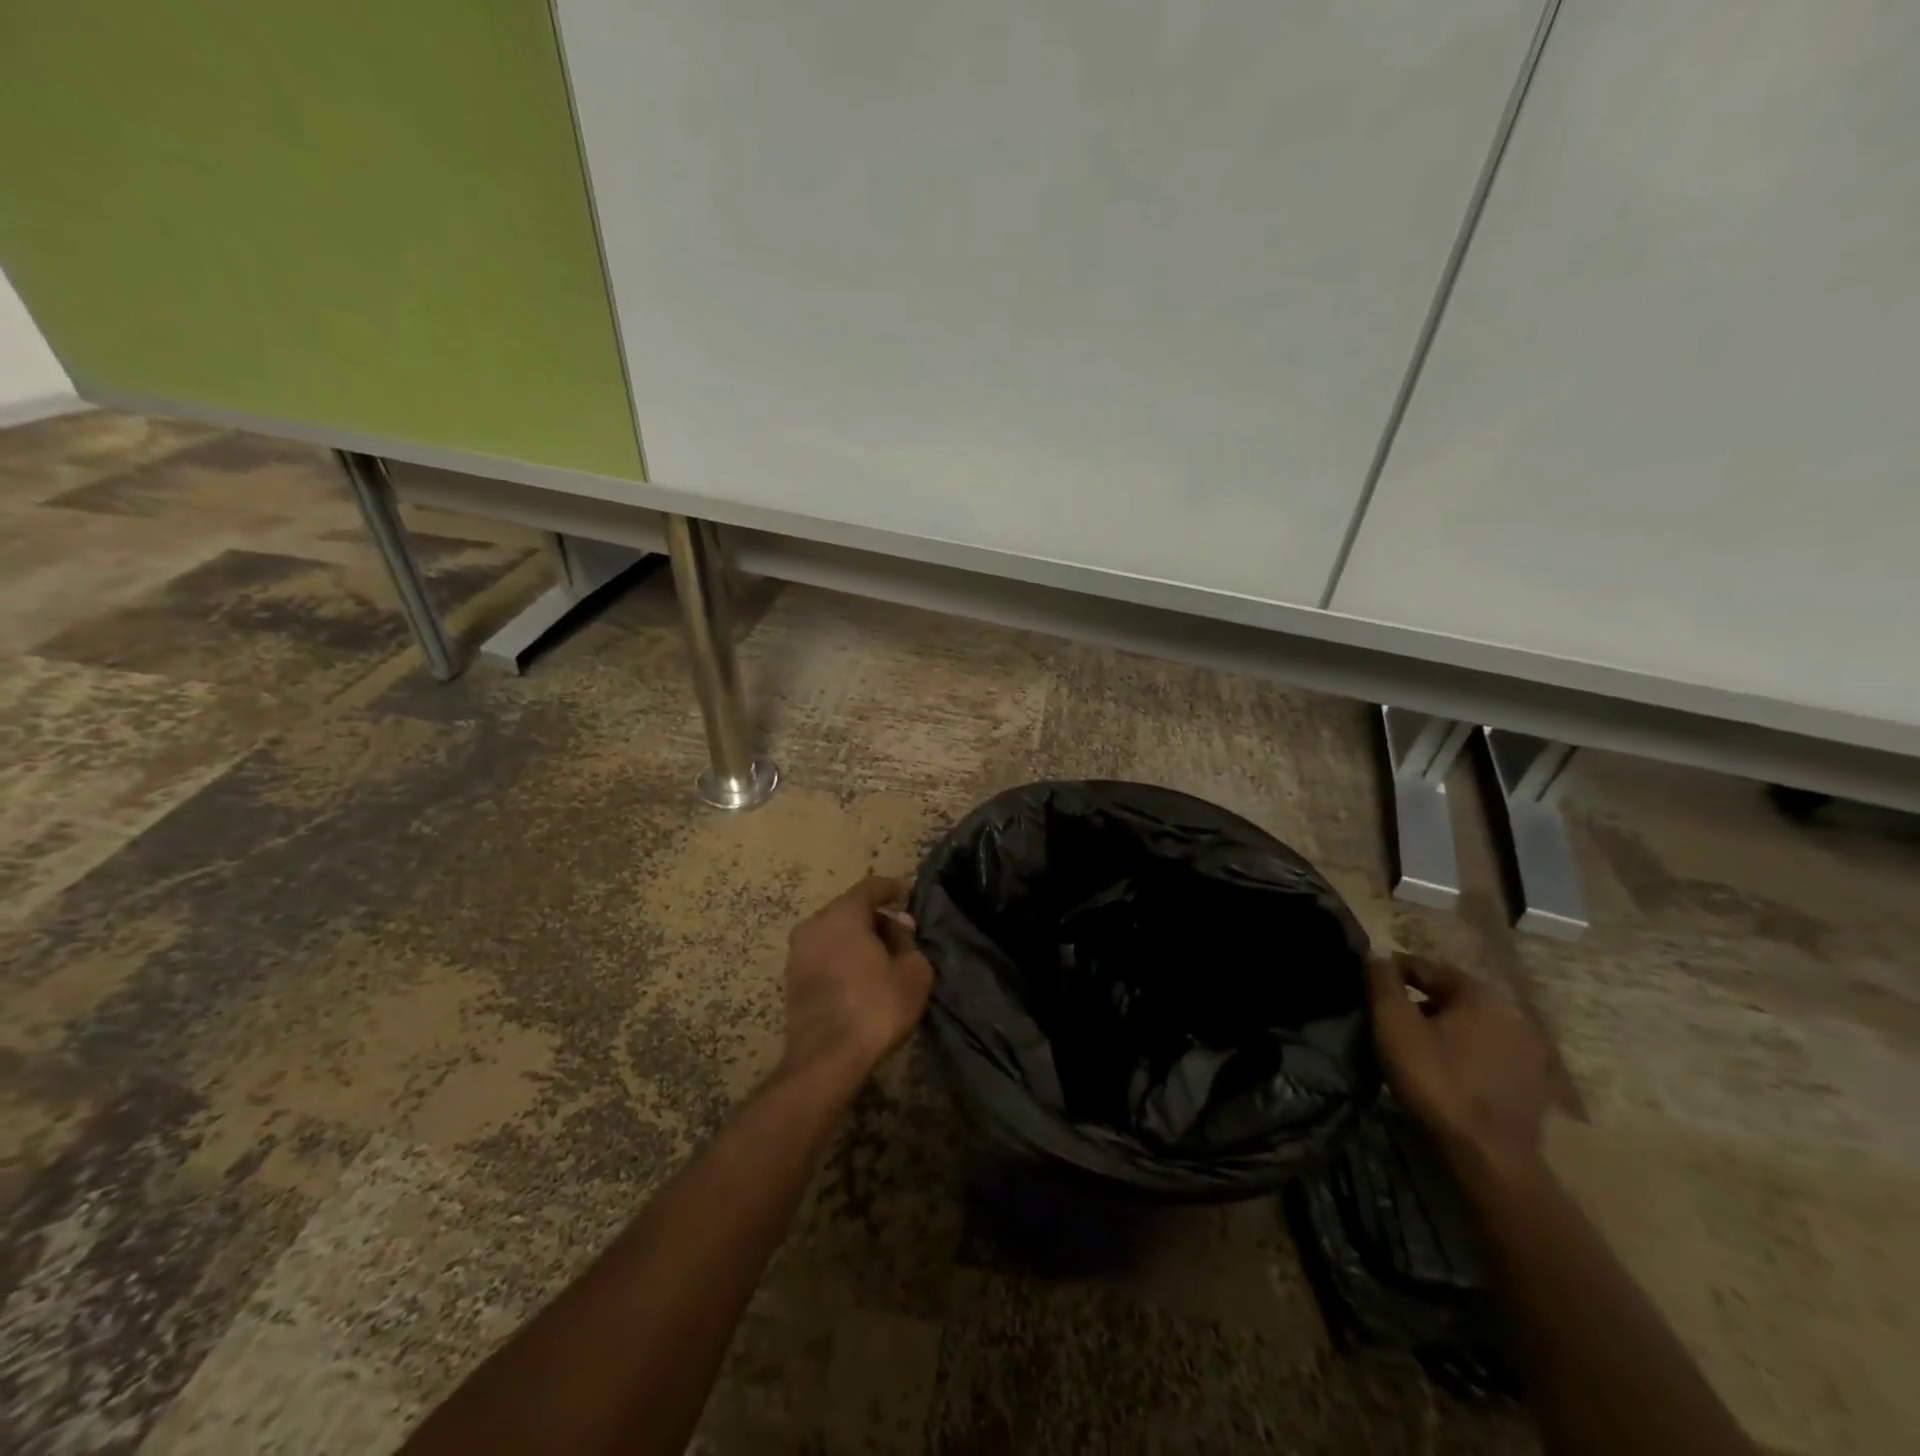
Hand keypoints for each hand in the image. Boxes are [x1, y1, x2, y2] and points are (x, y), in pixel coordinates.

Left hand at [781, 877, 933, 1086]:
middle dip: (877, 919)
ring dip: (858, 941)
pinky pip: (824, 956)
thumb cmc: (876, 1006)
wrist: (827, 1058)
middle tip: (902, 937)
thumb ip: (909, 941)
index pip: (871, 887)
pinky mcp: (791, 980)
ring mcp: (797, 953)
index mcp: (843, 913)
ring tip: (883, 961)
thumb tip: (899, 926)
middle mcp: (814, 925)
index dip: (892, 889)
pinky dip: (843, 959)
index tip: (907, 895)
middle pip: (850, 910)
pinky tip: (862, 980)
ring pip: (834, 934)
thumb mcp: (913, 972)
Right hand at [1368, 953, 1563, 1173]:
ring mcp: (1527, 1050)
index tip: (1367, 983)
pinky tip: (1444, 1068)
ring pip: (1469, 1025)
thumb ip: (1383, 982)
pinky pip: (1486, 1052)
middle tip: (1387, 1016)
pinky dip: (1463, 1052)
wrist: (1488, 1154)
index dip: (1392, 972)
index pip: (1425, 967)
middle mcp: (1511, 1012)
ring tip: (1412, 1043)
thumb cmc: (1435, 1078)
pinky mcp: (1532, 1082)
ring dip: (1442, 1027)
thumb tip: (1378, 954)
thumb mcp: (1394, 1023)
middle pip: (1450, 995)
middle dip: (1418, 1001)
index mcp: (1480, 993)